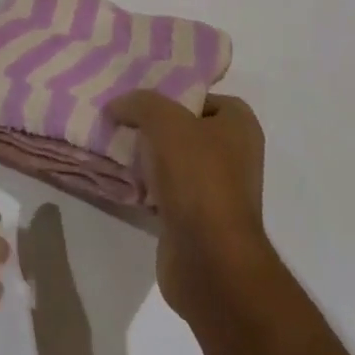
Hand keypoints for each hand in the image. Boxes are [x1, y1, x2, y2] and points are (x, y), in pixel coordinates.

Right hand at [108, 91, 273, 321]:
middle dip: (153, 127)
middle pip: (185, 129)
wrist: (209, 258)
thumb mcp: (164, 122)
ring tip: (114, 149)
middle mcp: (234, 154)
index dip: (171, 96)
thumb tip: (117, 106)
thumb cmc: (197, 177)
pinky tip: (124, 183)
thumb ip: (140, 103)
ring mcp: (218, 190)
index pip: (201, 97)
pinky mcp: (198, 220)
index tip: (138, 101)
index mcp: (239, 125)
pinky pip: (167, 192)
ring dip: (147, 159)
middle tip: (120, 123)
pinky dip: (147, 188)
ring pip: (174, 162)